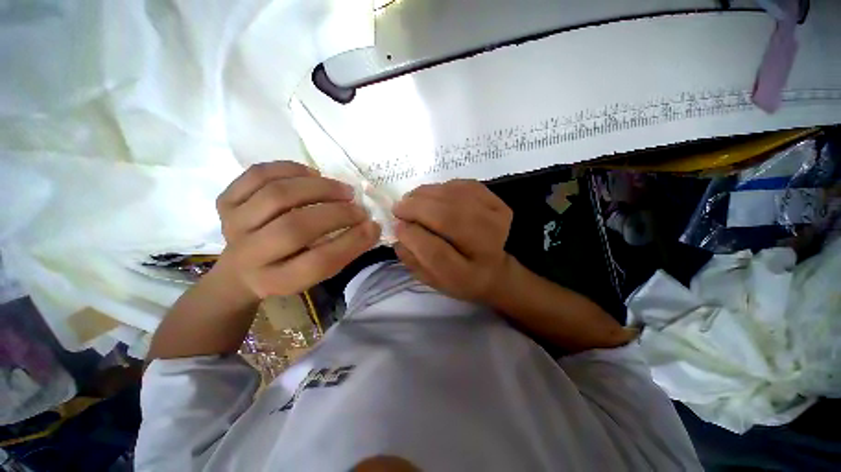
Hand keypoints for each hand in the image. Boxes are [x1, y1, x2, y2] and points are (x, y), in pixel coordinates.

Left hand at [213, 161, 379, 299]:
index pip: (319, 262)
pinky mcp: (226, 202)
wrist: (240, 272)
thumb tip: (369, 226)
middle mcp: (250, 255)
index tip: (373, 227)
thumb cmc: (287, 272)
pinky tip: (311, 173)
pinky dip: (289, 169)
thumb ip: (340, 252)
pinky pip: (257, 174)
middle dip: (337, 213)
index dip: (352, 242)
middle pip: (295, 227)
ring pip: (277, 195)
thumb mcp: (314, 275)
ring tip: (342, 189)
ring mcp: (233, 225)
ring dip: (318, 188)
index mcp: (277, 280)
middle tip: (359, 208)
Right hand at [392, 180, 512, 303]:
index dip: (412, 236)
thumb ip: (412, 259)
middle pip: (448, 218)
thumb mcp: (432, 280)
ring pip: (455, 197)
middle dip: (416, 208)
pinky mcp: (498, 203)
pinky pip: (465, 186)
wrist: (496, 269)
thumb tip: (398, 231)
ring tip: (411, 200)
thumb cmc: (459, 277)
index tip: (397, 226)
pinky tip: (432, 195)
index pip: (436, 253)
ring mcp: (497, 221)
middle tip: (399, 208)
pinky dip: (443, 187)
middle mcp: (487, 248)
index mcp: (467, 276)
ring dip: (426, 194)